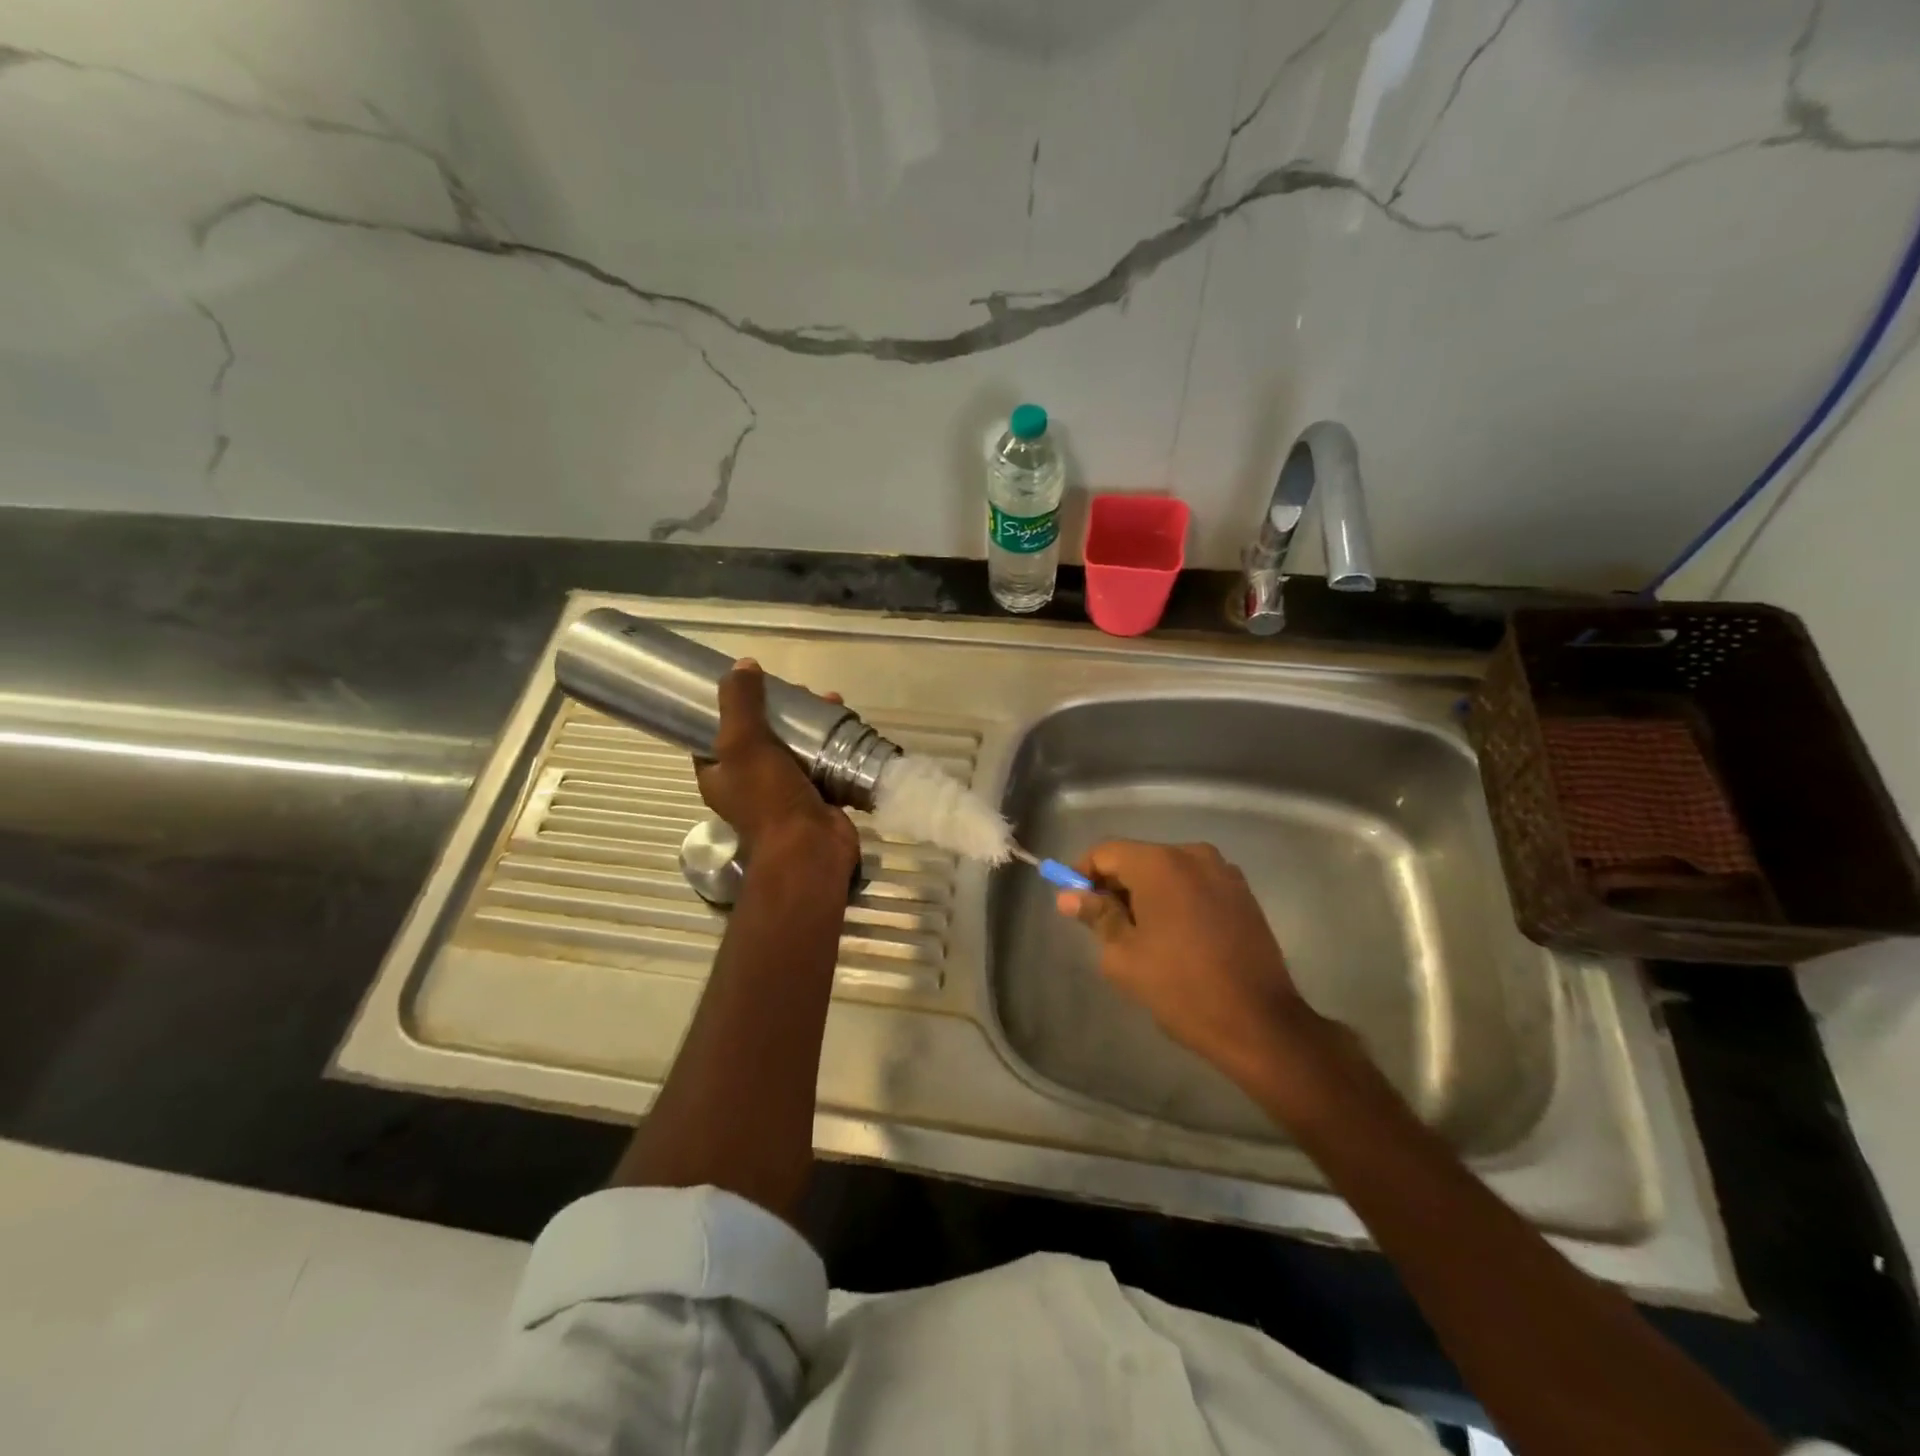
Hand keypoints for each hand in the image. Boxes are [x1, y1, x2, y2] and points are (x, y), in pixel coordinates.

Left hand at [695, 660, 858, 870]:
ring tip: (831, 702)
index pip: (717, 733)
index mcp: (719, 774)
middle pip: (764, 735)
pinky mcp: (817, 795)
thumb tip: (743, 664)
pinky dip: (833, 743)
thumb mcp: (743, 742)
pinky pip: (823, 762)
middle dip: (784, 709)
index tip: (754, 684)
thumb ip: (740, 702)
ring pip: (796, 746)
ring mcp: (785, 791)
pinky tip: (846, 723)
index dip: (733, 706)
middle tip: (801, 692)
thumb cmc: (768, 797)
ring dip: (812, 723)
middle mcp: (749, 783)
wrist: (810, 847)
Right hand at [1055, 840, 1318, 1082]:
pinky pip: (1194, 883)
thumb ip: (1096, 916)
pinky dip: (1176, 898)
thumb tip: (1069, 896)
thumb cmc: (1181, 988)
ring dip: (1146, 892)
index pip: (1106, 852)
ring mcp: (1223, 871)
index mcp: (1160, 864)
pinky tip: (1174, 935)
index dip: (1082, 873)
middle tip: (1101, 923)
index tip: (1073, 902)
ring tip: (1139, 934)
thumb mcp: (1124, 956)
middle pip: (1138, 857)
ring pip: (1168, 870)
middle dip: (1115, 884)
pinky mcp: (1243, 893)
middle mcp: (1193, 855)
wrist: (1259, 1023)